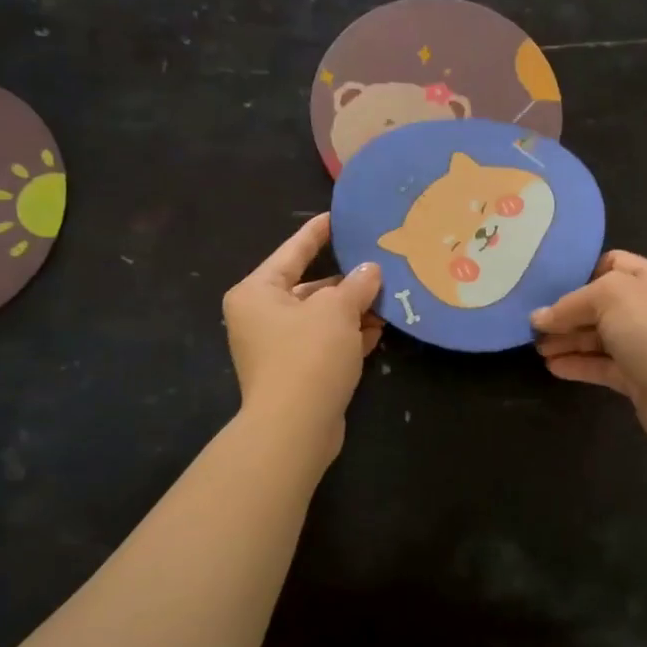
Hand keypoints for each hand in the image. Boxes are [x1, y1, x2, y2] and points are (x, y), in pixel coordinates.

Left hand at [223, 214, 382, 451]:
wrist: (294, 428)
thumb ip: (356, 285)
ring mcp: (277, 347)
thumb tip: (370, 271)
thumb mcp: (337, 311)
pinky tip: (379, 330)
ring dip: (353, 310)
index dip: (317, 233)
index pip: (292, 251)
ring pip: (321, 318)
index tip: (338, 217)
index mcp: (257, 292)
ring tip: (389, 298)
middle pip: (310, 287)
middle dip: (347, 281)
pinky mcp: (296, 372)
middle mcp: (261, 317)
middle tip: (380, 265)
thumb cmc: (308, 355)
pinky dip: (349, 336)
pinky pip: (325, 343)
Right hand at [531, 250, 646, 456]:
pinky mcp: (639, 377)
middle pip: (602, 303)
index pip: (613, 264)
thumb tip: (539, 318)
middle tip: (534, 324)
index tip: (550, 287)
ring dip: (568, 340)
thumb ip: (571, 304)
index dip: (582, 273)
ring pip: (600, 337)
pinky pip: (602, 365)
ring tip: (537, 348)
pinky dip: (578, 364)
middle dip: (568, 313)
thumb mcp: (610, 297)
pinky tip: (553, 367)